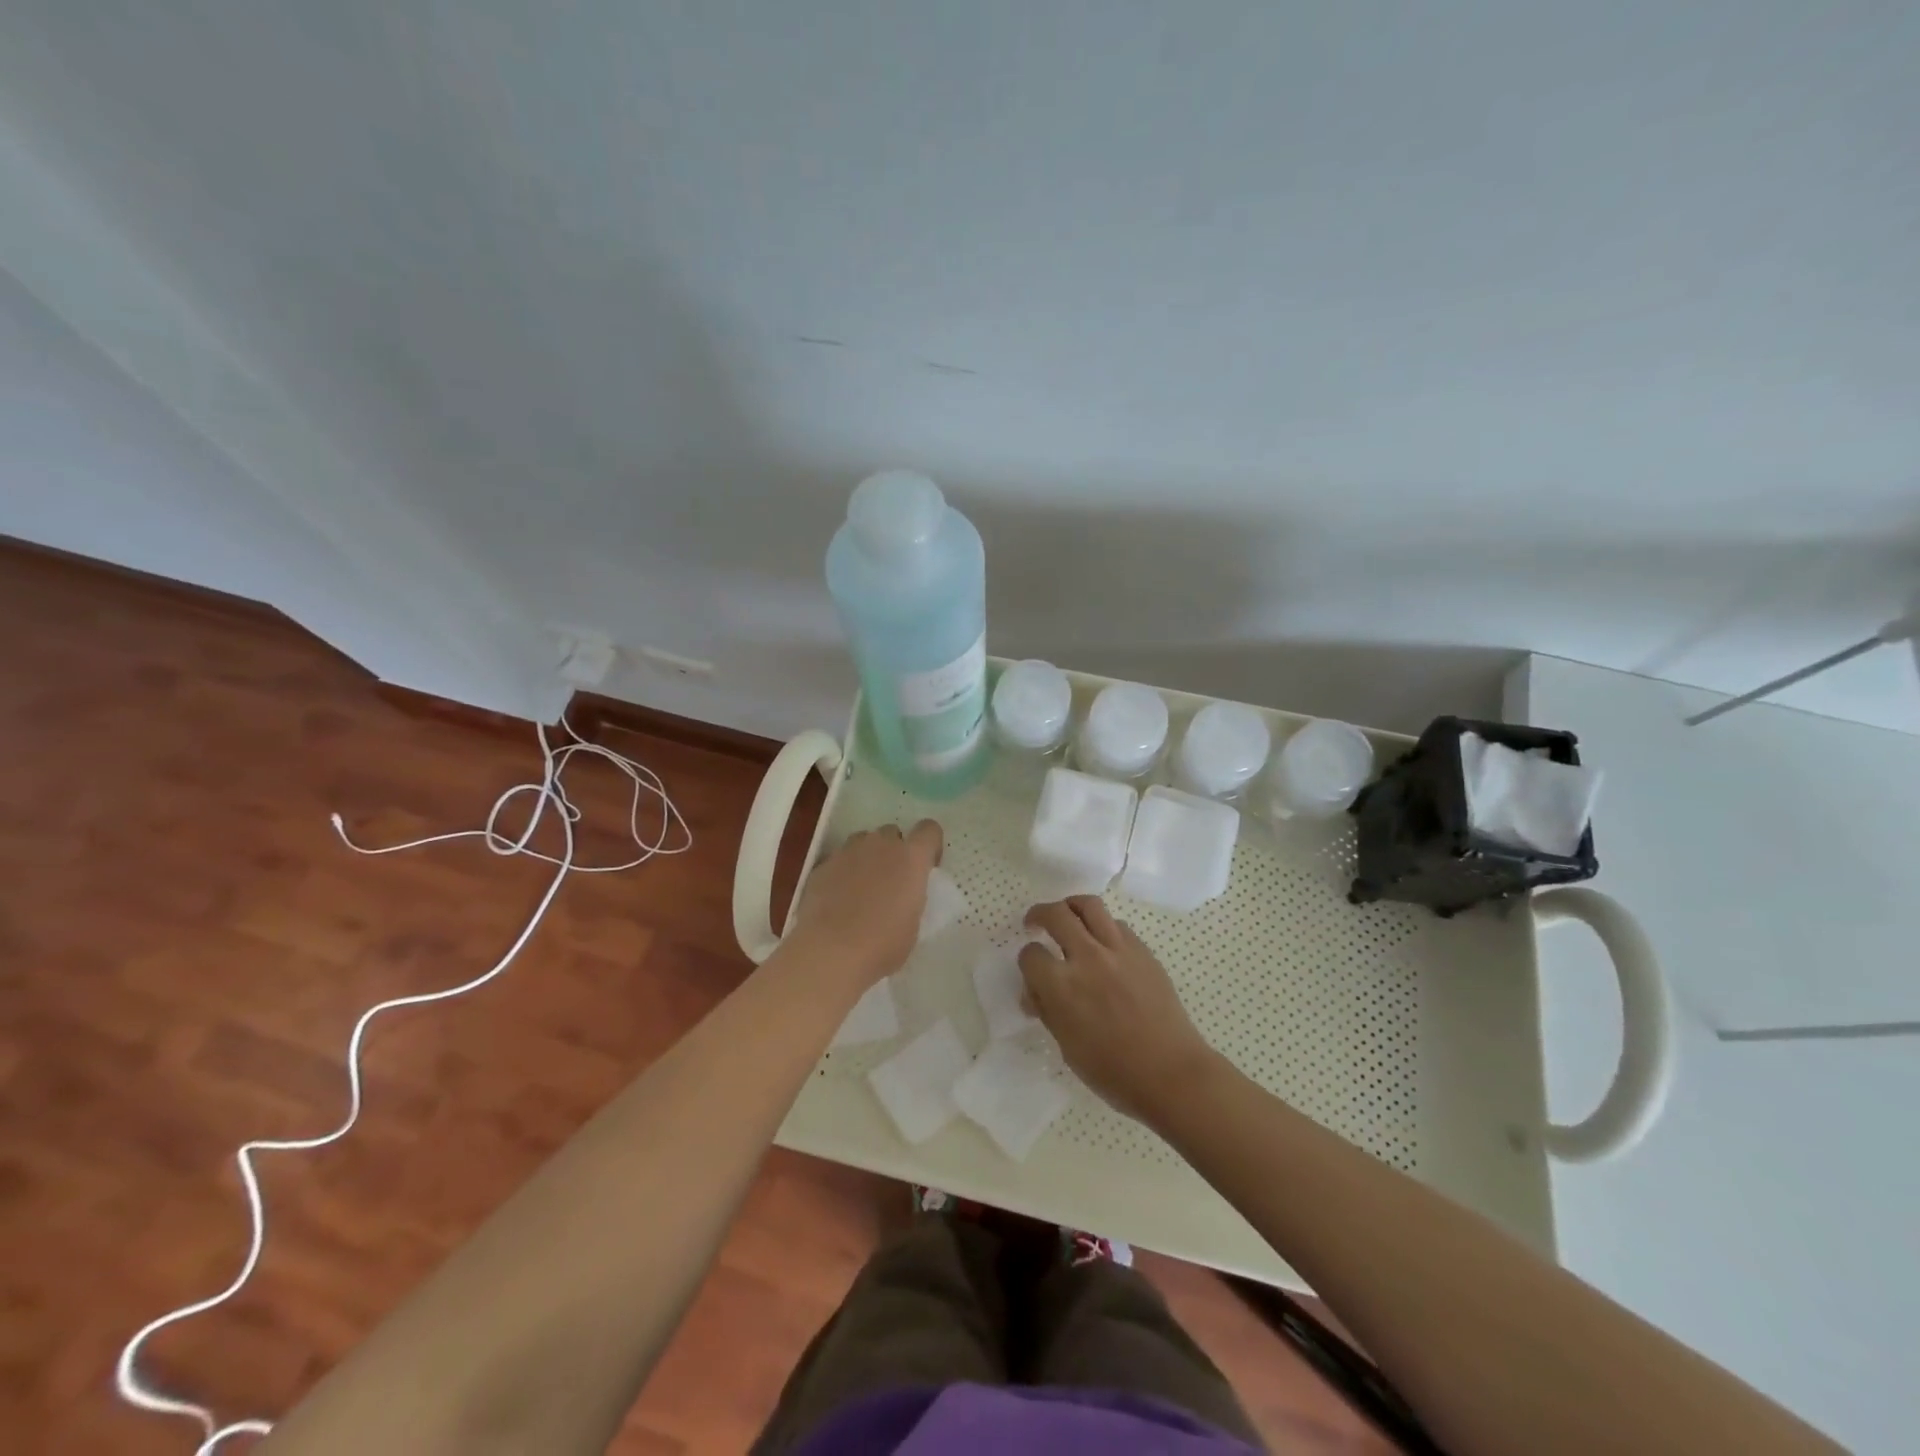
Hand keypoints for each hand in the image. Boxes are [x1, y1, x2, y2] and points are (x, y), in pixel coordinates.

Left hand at [787, 821, 942, 988]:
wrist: (830, 952)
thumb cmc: (883, 944)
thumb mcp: (913, 923)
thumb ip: (912, 897)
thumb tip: (903, 895)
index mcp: (911, 858)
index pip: (929, 830)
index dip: (930, 845)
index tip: (926, 868)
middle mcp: (880, 845)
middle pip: (892, 833)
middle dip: (895, 851)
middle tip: (892, 881)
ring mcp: (847, 852)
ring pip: (862, 841)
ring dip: (867, 856)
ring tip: (863, 887)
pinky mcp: (822, 865)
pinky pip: (838, 860)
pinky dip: (842, 873)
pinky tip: (837, 900)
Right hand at [1018, 896, 1219, 1123]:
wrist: (1171, 1072)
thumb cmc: (1114, 1071)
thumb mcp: (1067, 1047)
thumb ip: (1048, 1011)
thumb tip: (1034, 992)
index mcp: (1062, 985)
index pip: (1031, 954)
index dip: (1027, 962)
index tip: (1032, 971)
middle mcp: (1087, 957)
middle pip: (1056, 915)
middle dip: (1039, 915)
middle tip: (1035, 923)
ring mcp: (1118, 949)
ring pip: (1089, 905)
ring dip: (1070, 906)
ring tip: (1067, 915)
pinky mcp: (1142, 951)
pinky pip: (1116, 924)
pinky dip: (1102, 926)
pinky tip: (1102, 943)